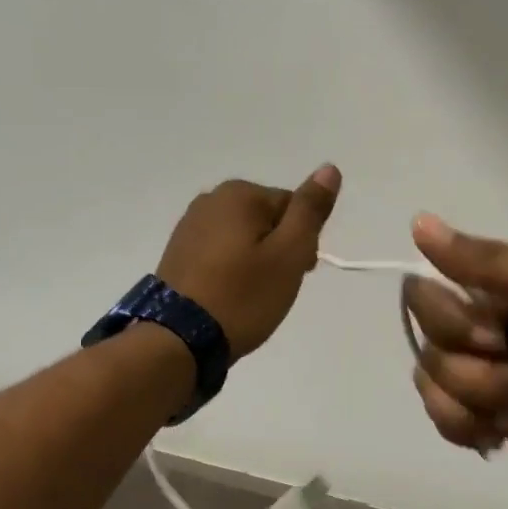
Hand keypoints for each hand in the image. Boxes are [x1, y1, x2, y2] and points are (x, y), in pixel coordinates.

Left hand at [156, 166, 341, 357]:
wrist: (178, 340)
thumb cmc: (242, 295)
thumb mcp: (289, 253)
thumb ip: (310, 209)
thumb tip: (329, 168)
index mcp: (239, 193)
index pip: (293, 207)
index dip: (303, 242)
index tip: (298, 273)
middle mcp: (211, 199)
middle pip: (267, 219)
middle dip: (278, 250)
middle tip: (274, 288)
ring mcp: (189, 225)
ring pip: (243, 237)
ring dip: (255, 261)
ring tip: (251, 296)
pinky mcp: (178, 252)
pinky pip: (220, 253)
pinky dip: (231, 270)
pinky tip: (229, 296)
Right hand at [404, 216, 507, 508]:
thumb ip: (496, 262)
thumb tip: (419, 223)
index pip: (432, 288)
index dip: (458, 321)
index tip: (503, 337)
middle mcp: (491, 320)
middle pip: (429, 336)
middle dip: (475, 367)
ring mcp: (487, 370)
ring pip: (431, 377)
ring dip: (479, 401)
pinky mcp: (487, 415)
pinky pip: (439, 414)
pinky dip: (466, 428)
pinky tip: (501, 434)